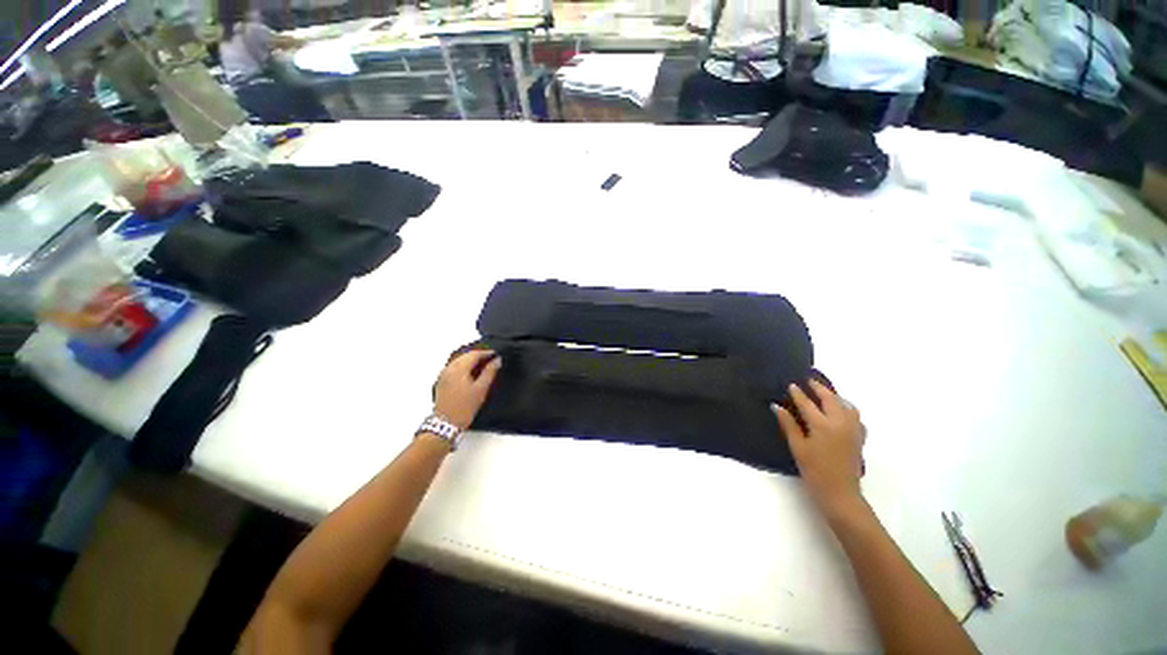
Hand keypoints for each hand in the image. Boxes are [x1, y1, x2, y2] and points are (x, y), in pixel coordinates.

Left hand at [434, 350, 501, 429]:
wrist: (445, 424)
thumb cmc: (464, 407)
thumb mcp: (481, 390)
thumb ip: (489, 372)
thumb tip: (497, 360)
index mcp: (458, 368)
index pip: (474, 354)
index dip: (486, 353)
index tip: (496, 354)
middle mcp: (449, 368)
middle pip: (465, 355)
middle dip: (479, 355)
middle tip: (492, 358)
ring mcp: (444, 374)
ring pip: (459, 360)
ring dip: (471, 360)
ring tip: (484, 365)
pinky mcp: (442, 381)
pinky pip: (454, 367)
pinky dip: (464, 366)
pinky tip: (471, 372)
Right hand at [773, 380, 865, 512]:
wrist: (841, 493)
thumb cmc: (814, 471)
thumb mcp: (798, 447)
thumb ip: (788, 425)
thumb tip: (777, 406)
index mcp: (822, 425)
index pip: (807, 403)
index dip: (798, 393)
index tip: (791, 384)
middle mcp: (840, 423)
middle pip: (830, 399)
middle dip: (819, 388)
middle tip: (809, 380)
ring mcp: (853, 429)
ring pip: (846, 405)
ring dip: (835, 396)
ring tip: (825, 393)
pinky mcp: (859, 437)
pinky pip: (855, 416)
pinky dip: (847, 408)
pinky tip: (841, 411)